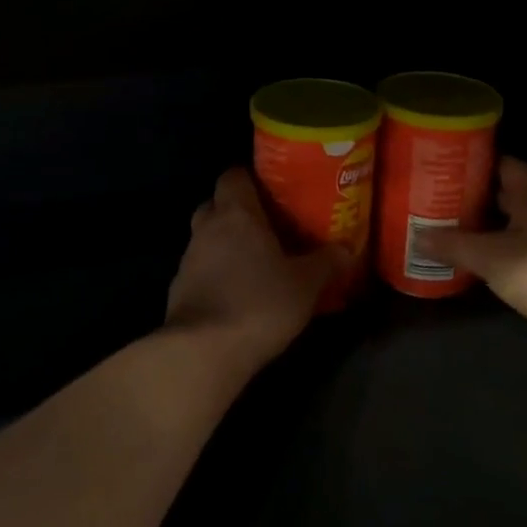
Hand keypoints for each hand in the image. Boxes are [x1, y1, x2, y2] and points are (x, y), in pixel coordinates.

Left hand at [167, 168, 344, 371]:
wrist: (202, 352)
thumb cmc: (258, 303)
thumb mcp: (305, 285)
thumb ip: (327, 263)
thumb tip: (347, 249)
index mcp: (236, 213)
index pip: (234, 175)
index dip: (251, 178)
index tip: (273, 190)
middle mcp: (207, 227)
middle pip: (216, 204)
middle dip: (237, 211)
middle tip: (267, 226)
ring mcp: (188, 259)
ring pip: (207, 238)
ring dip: (225, 245)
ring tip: (256, 262)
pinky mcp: (178, 290)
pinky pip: (200, 269)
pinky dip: (216, 274)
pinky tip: (237, 294)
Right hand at [424, 158, 526, 369]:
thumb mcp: (490, 256)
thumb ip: (453, 245)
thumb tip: (417, 236)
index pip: (509, 166)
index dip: (484, 160)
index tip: (454, 160)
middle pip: (510, 198)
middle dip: (479, 196)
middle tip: (442, 197)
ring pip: (515, 229)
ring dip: (489, 230)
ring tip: (452, 231)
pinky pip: (521, 258)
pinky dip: (500, 258)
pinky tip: (478, 266)